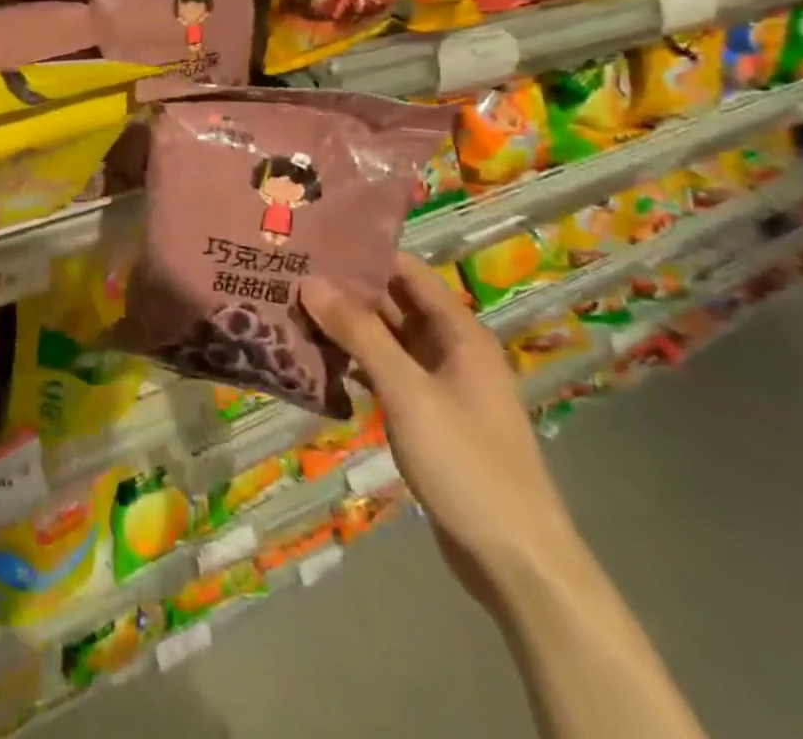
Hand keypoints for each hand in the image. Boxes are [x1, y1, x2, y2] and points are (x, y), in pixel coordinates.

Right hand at [301, 252, 584, 609]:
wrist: (515, 562)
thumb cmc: (467, 463)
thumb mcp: (408, 392)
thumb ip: (359, 334)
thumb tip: (311, 281)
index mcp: (459, 332)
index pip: (406, 270)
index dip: (363, 252)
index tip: (312, 239)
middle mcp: (449, 349)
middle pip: (392, 302)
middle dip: (344, 288)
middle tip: (288, 271)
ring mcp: (438, 384)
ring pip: (384, 339)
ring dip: (344, 326)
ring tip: (289, 306)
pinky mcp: (425, 416)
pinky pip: (384, 373)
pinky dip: (352, 362)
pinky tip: (312, 357)